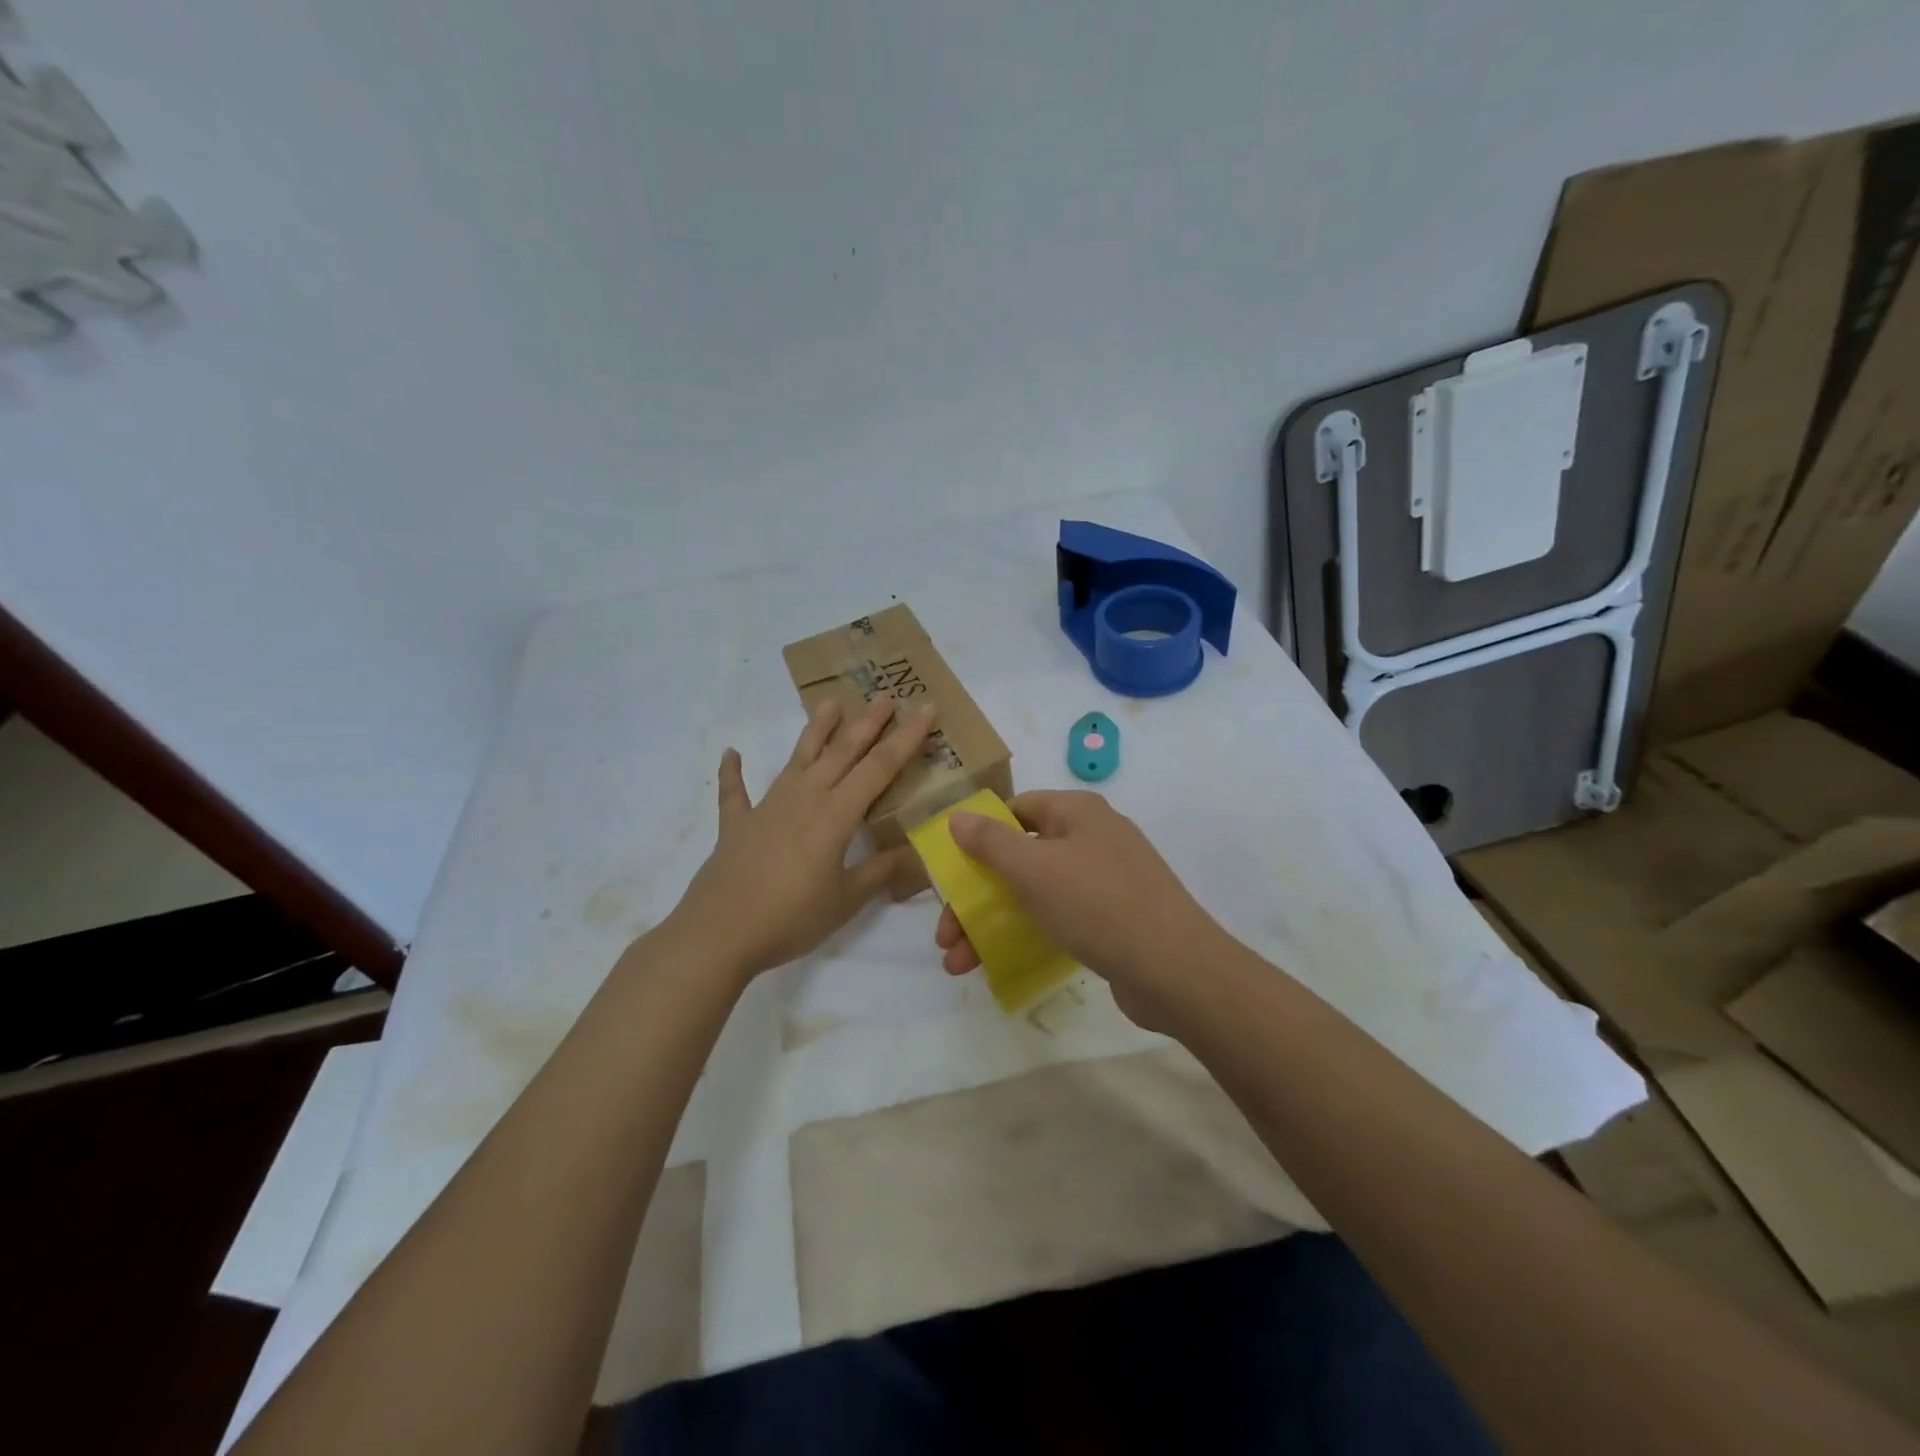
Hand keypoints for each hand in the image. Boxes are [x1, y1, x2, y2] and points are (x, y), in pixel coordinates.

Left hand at [664, 697, 934, 982]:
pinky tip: (731, 753)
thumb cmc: (791, 917)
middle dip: (867, 723)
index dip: (906, 738)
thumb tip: (919, 854)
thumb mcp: (846, 900)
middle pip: (842, 752)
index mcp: (836, 814)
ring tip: (829, 704)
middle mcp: (804, 798)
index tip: (925, 709)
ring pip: (798, 759)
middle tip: (886, 696)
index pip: (880, 767)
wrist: (719, 933)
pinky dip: (733, 772)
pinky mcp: (736, 825)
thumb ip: (881, 872)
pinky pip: (735, 792)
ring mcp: (767, 807)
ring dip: (815, 731)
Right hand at [932, 790, 1226, 1028]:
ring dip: (992, 924)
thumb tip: (958, 817)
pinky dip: (1028, 936)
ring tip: (959, 966)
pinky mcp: (1115, 919)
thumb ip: (990, 841)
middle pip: (1020, 857)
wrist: (1175, 968)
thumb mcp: (1032, 868)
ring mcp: (1108, 880)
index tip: (953, 872)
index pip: (1017, 809)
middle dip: (976, 897)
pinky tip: (1000, 965)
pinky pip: (1060, 918)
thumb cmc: (1096, 903)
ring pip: (1036, 893)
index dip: (980, 836)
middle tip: (946, 937)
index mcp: (1077, 812)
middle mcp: (1093, 837)